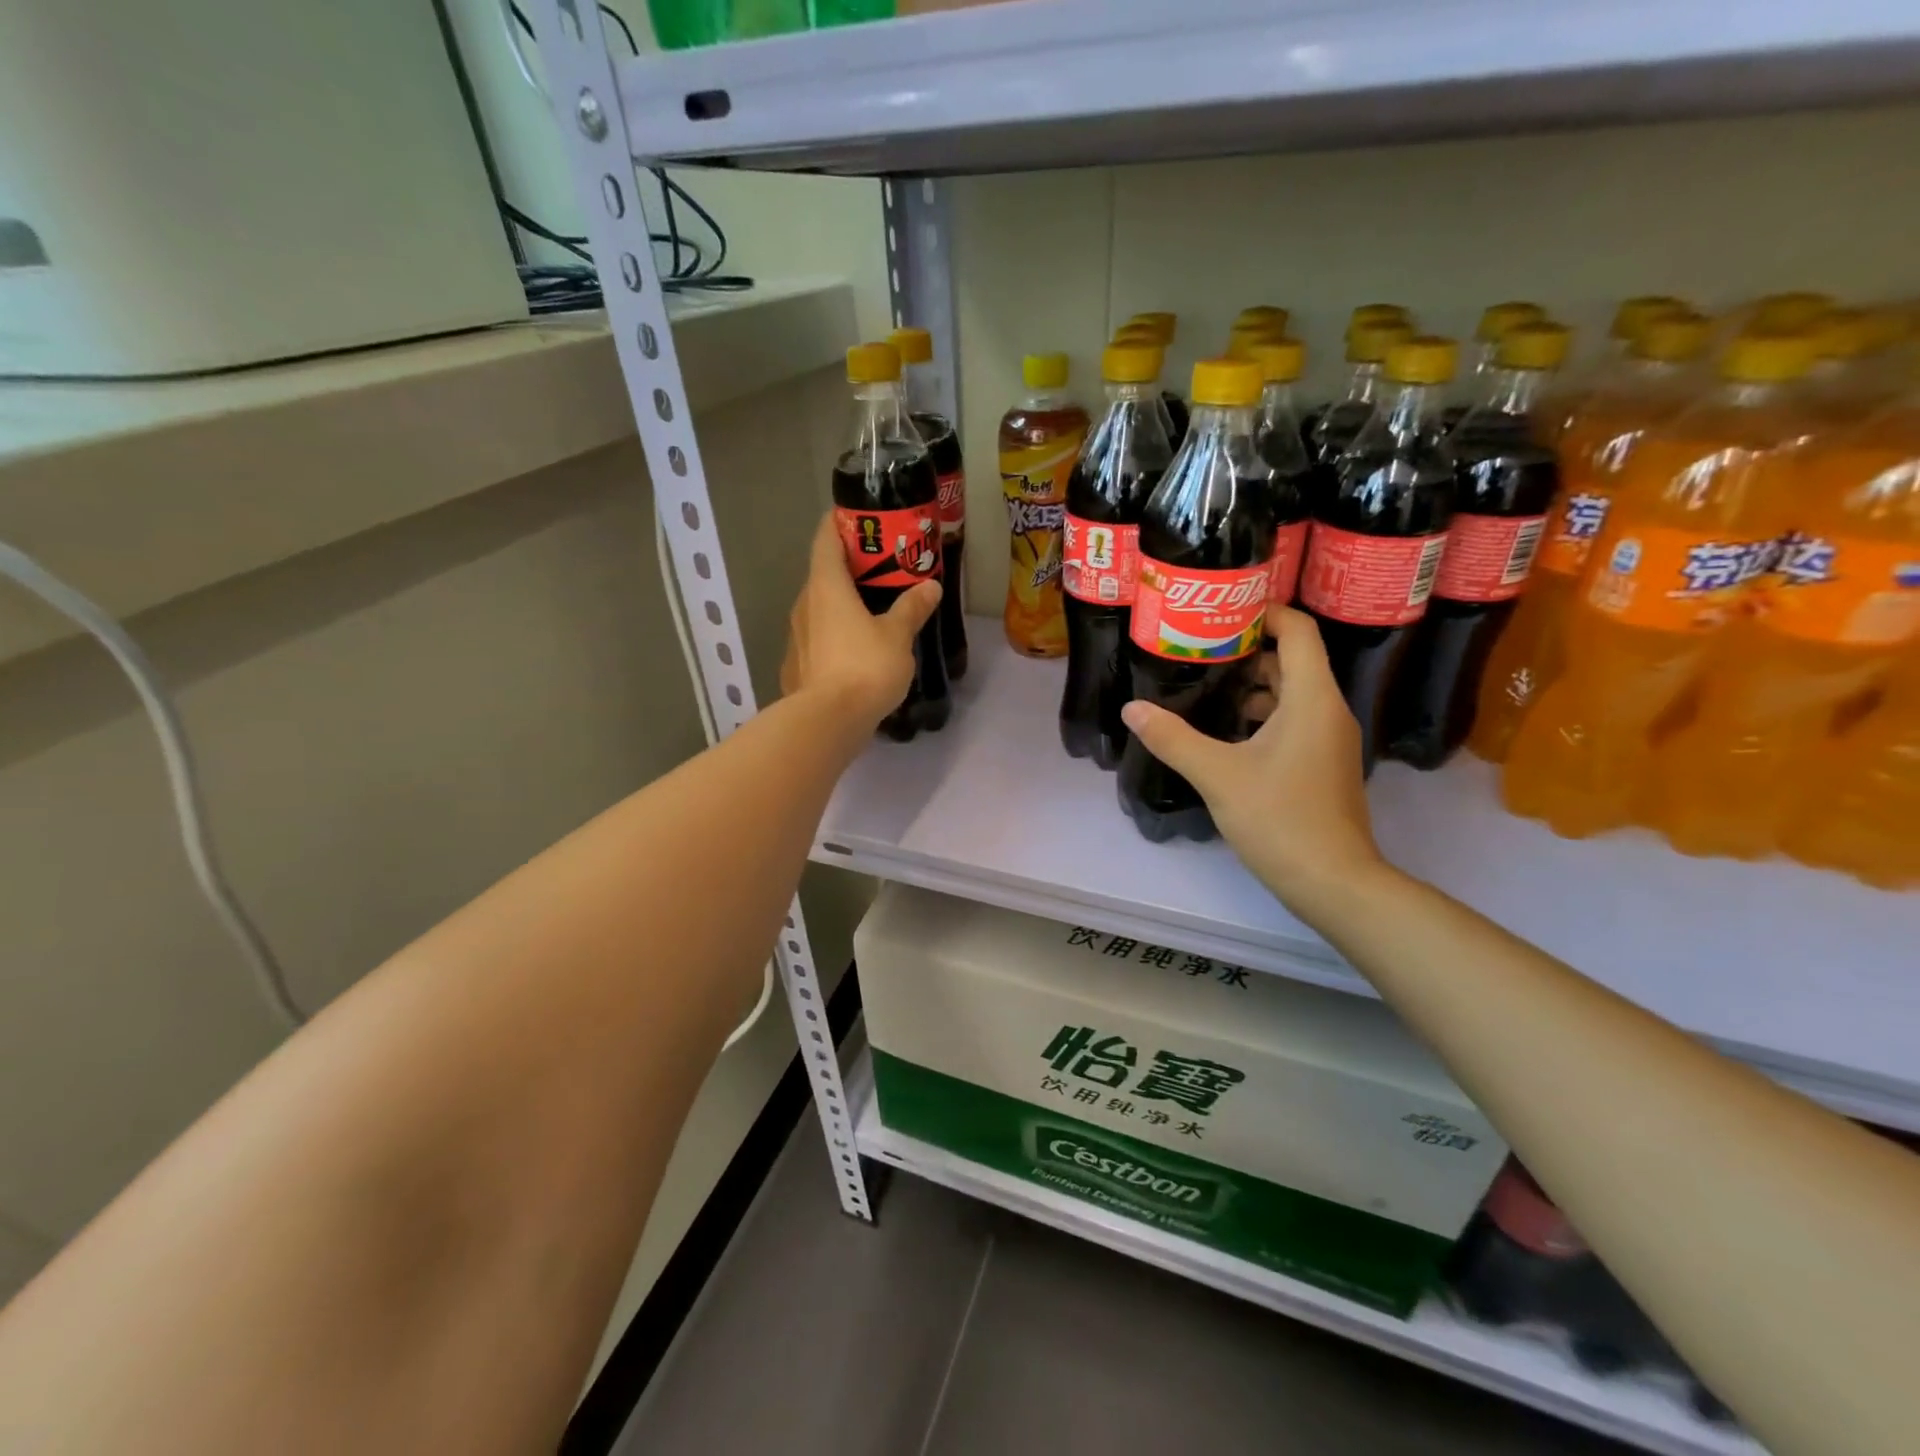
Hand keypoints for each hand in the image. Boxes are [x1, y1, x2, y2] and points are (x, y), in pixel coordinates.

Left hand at [781, 513, 940, 733]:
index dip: (840, 523)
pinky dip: (834, 634)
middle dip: (849, 568)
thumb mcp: (897, 636)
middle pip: (822, 573)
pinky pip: (816, 638)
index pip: (826, 539)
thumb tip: (930, 587)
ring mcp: (796, 636)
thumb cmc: (864, 668)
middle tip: (880, 569)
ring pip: (818, 608)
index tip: (859, 519)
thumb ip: (911, 608)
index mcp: (827, 586)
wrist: (827, 722)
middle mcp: (804, 604)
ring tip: (872, 611)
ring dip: (841, 604)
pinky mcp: (796, 665)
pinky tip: (854, 650)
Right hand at [1120, 607, 1384, 913]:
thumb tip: (1132, 709)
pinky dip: (1262, 715)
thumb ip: (1172, 738)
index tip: (1220, 612)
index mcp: (1312, 699)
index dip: (1264, 612)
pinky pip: (1293, 721)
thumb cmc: (1281, 819)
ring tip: (1203, 687)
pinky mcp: (1322, 764)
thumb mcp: (1218, 775)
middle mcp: (1327, 710)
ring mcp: (1329, 740)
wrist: (1333, 882)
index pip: (1298, 631)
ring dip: (1251, 686)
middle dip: (1246, 650)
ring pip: (1291, 694)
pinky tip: (1224, 733)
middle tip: (1198, 649)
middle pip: (1292, 660)